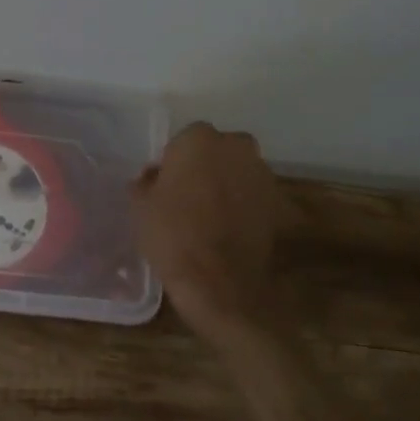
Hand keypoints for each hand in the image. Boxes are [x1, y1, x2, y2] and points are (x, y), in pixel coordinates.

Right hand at [131, 122, 290, 347]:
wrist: (218, 282)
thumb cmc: (172, 234)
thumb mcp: (141, 206)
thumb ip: (146, 182)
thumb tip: (154, 177)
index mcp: (199, 139)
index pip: (184, 141)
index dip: (174, 162)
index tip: (166, 185)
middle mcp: (236, 146)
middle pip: (217, 151)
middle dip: (205, 167)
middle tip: (188, 196)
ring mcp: (262, 173)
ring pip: (238, 171)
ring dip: (227, 185)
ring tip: (209, 215)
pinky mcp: (278, 202)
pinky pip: (253, 196)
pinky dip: (244, 206)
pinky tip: (229, 229)